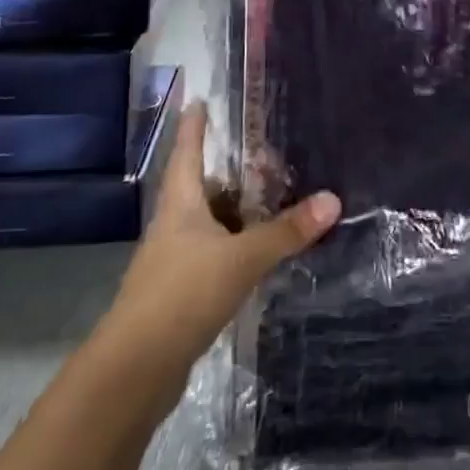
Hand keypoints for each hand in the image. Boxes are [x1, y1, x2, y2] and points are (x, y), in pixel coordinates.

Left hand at [96, 101, 339, 410]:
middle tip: (266, 155)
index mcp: (180, 204)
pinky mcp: (182, 292)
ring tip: (274, 199)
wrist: (136, 370)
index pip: (188, 152)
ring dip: (237, 212)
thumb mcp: (241, 258)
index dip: (194, 126)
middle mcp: (174, 225)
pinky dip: (237, 246)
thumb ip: (286, 231)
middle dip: (230, 171)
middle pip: (202, 187)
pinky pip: (215, 254)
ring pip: (210, 223)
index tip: (199, 100)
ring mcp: (175, 260)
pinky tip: (261, 252)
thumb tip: (333, 199)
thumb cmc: (182, 295)